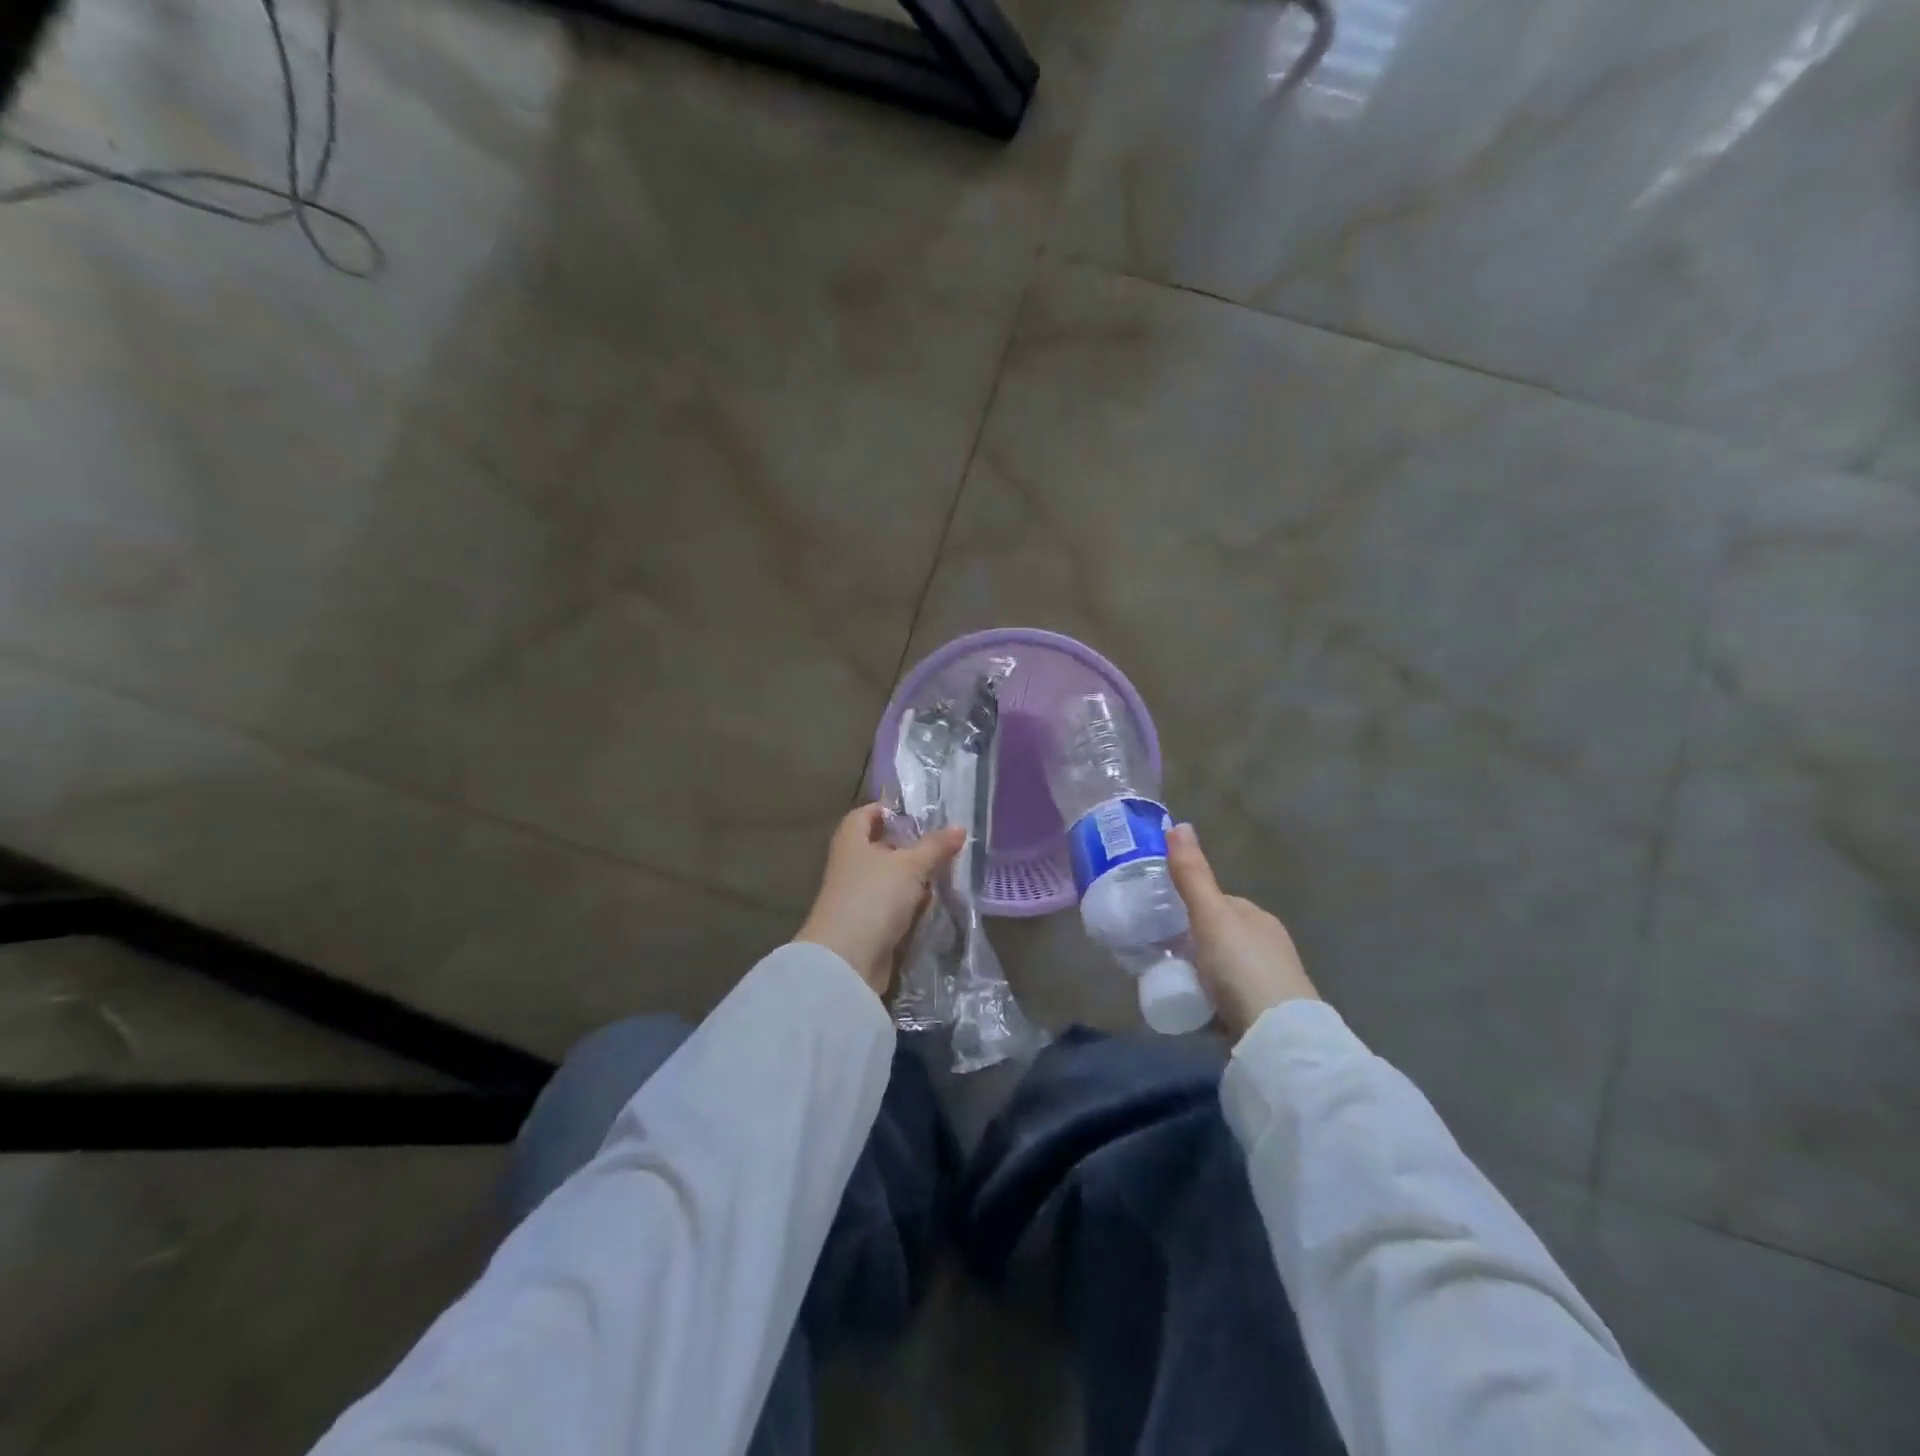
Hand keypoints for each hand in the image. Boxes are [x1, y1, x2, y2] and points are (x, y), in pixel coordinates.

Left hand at [796, 805, 966, 995]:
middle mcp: (851, 865)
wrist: (846, 960)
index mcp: (852, 841)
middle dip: (912, 846)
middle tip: (945, 844)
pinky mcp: (869, 924)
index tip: (920, 813)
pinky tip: (934, 903)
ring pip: (891, 879)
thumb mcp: (910, 866)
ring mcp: (859, 896)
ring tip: (948, 872)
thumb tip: (960, 827)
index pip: (866, 814)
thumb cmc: (873, 897)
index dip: (890, 809)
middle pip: (882, 847)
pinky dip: (912, 903)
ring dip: (915, 878)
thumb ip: (935, 846)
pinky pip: (894, 906)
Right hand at [1166, 823, 1318, 1038]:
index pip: (1217, 902)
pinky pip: (1227, 998)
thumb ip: (1193, 875)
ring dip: (1199, 972)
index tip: (1158, 916)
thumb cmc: (1242, 967)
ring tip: (1168, 981)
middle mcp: (1266, 944)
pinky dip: (1209, 999)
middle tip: (1156, 952)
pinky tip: (1191, 1008)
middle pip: (1218, 935)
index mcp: (1257, 917)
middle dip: (1191, 941)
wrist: (1278, 1037)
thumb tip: (1178, 824)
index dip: (1188, 905)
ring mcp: (1267, 981)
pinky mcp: (1262, 1014)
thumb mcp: (1210, 917)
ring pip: (1222, 968)